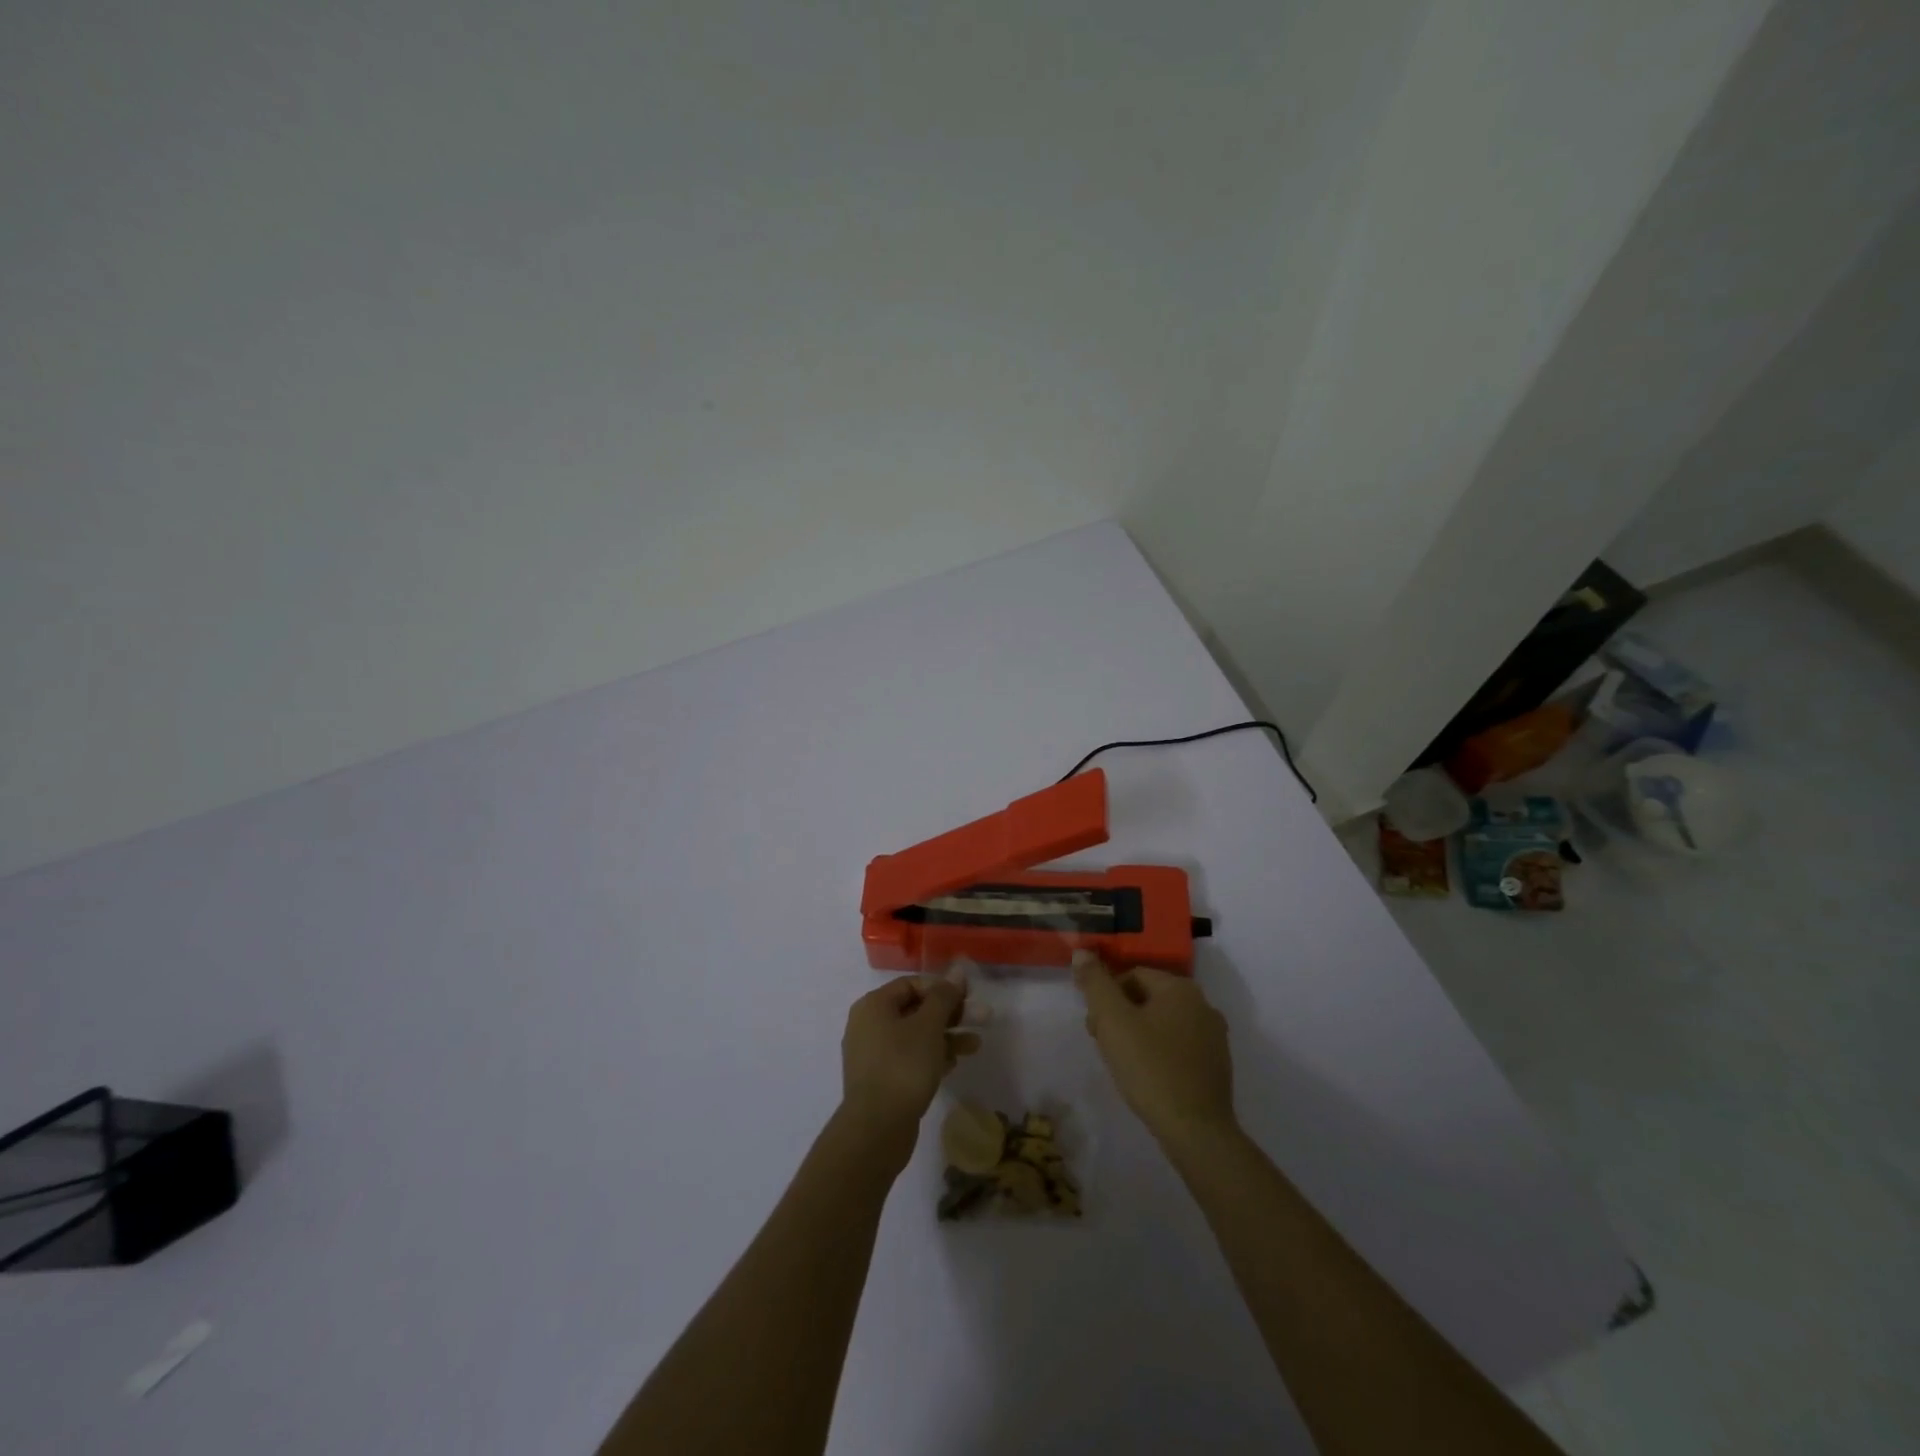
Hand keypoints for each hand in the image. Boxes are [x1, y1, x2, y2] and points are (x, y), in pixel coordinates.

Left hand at [839, 970, 979, 1161]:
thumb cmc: (903, 1066)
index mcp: (873, 1005)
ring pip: (915, 1036)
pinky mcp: (881, 1080)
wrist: (876, 1129)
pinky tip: (954, 1063)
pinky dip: (932, 1056)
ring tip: (975, 1045)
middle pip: (915, 1010)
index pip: (911, 984)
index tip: (969, 997)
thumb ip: (944, 996)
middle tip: (982, 1019)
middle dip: (950, 1014)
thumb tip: (957, 969)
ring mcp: (873, 1055)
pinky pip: (909, 1058)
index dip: (942, 987)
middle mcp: (868, 1025)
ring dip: (946, 1036)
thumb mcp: (929, 1026)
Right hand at [1074, 953, 1235, 1148]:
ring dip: (1138, 1034)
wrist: (1196, 1131)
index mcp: (1181, 988)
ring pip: (1163, 1023)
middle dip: (1121, 1015)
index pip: (1132, 975)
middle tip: (1104, 1044)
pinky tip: (1148, 1076)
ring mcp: (1215, 1037)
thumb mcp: (1113, 1021)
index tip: (1094, 1027)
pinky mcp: (1217, 1065)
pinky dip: (1159, 1053)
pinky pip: (1179, 1046)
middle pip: (1148, 998)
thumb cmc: (1150, 1068)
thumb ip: (1095, 983)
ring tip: (1123, 1063)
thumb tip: (1082, 951)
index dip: (1106, 997)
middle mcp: (1203, 1005)